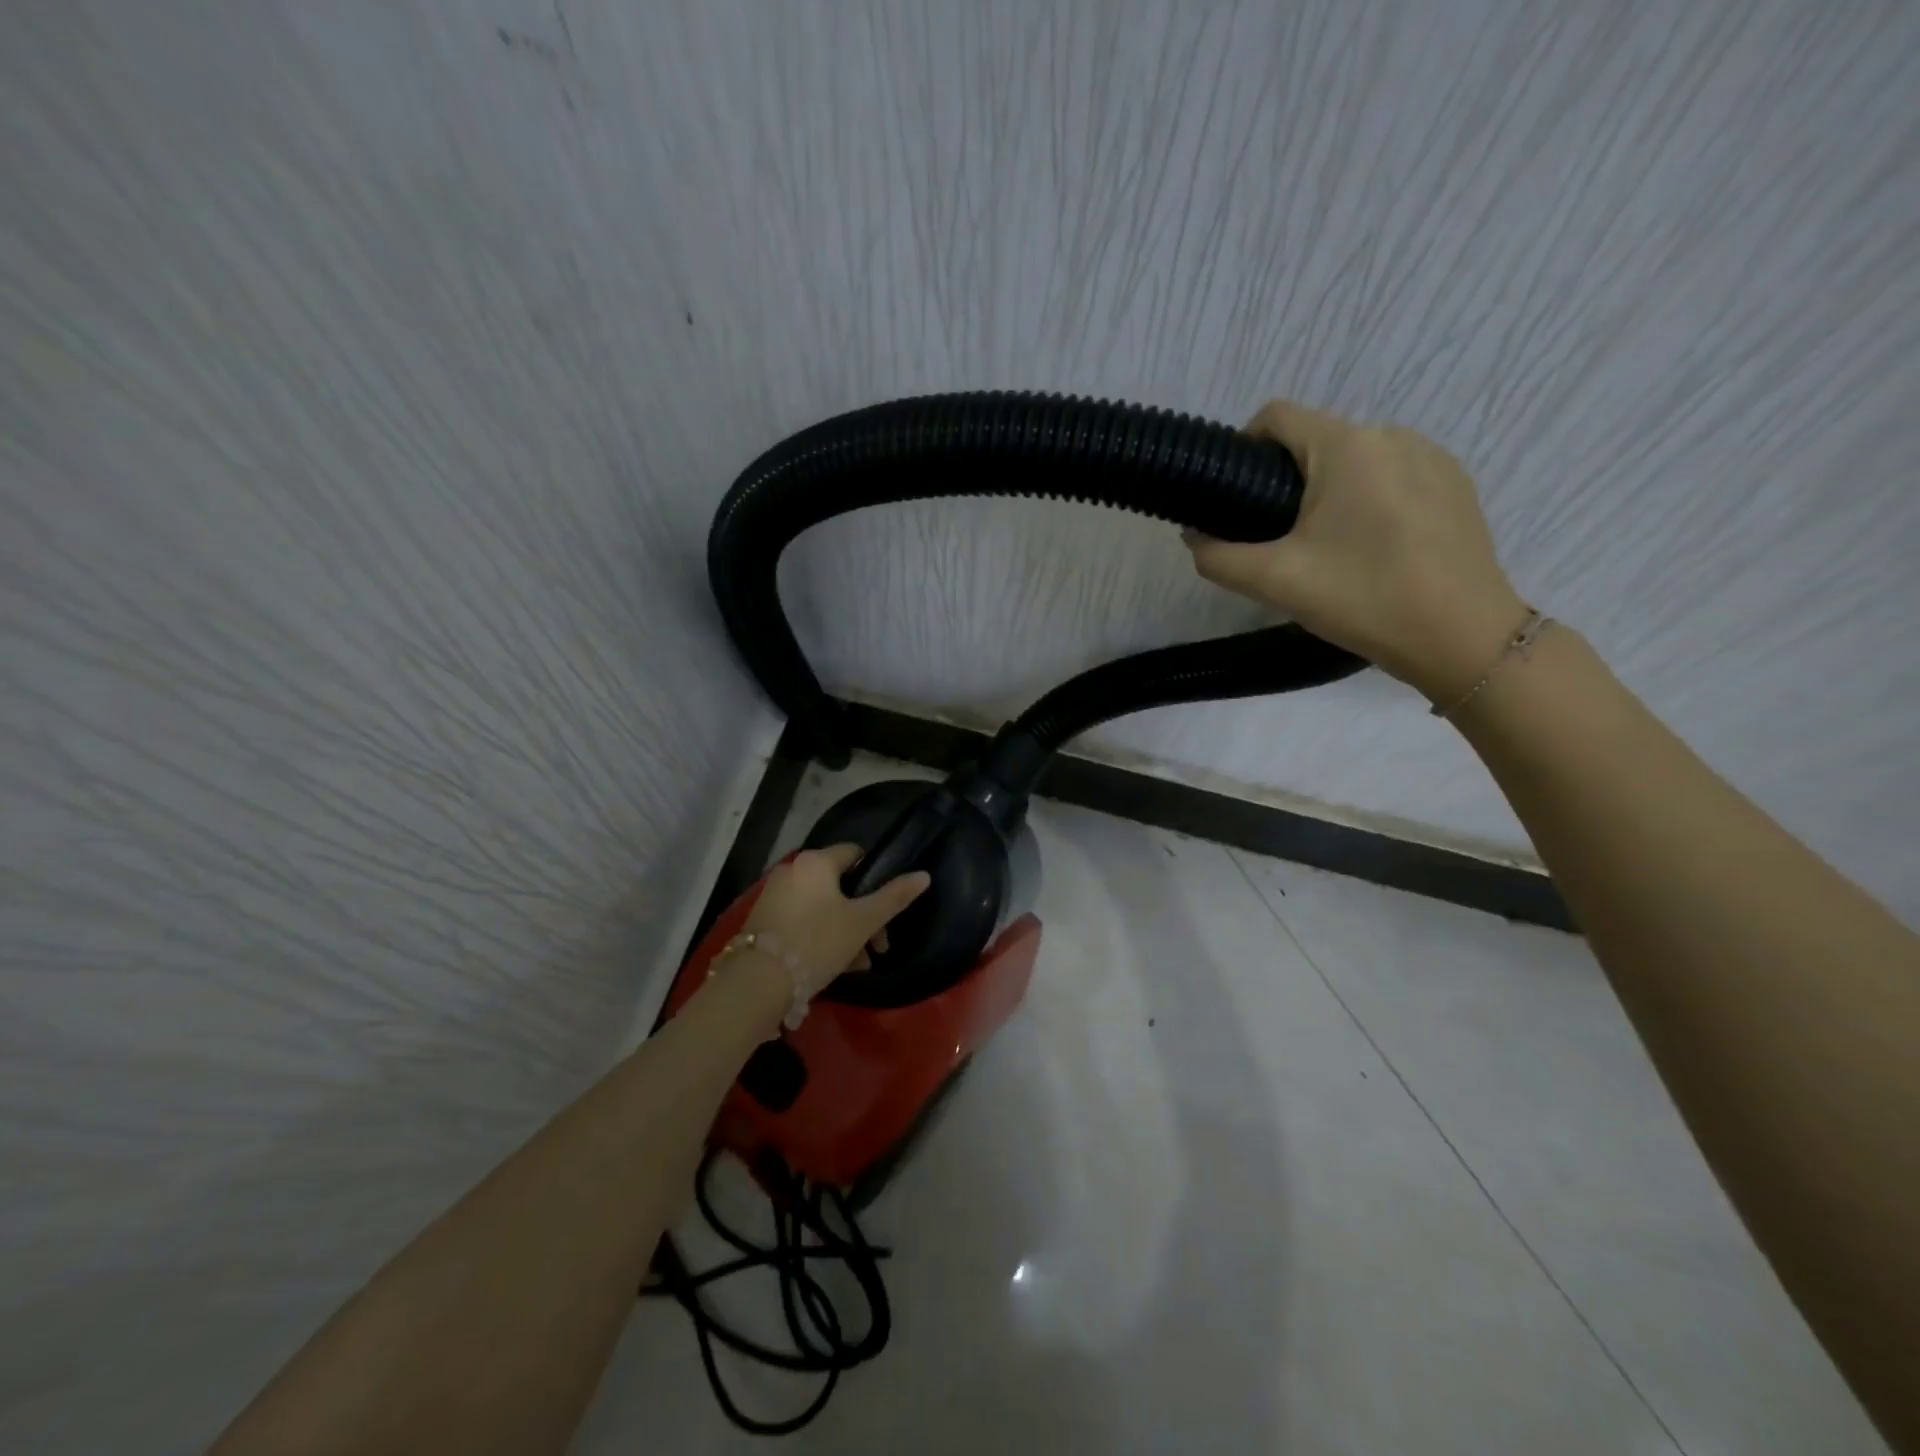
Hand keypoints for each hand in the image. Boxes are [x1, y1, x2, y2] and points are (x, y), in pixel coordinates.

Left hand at [742, 845, 931, 997]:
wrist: (758, 983)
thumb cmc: (817, 942)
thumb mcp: (863, 921)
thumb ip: (894, 897)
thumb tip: (924, 875)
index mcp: (816, 861)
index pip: (855, 854)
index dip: (875, 879)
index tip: (886, 910)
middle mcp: (792, 870)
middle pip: (840, 885)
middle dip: (863, 915)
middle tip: (878, 947)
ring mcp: (774, 895)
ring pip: (822, 907)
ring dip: (845, 931)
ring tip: (858, 965)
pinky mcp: (763, 921)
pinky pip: (802, 920)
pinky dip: (820, 936)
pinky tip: (834, 966)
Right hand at [1184, 400, 1529, 705]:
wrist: (1462, 637)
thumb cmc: (1363, 598)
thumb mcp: (1274, 582)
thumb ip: (1218, 556)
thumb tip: (1194, 536)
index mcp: (1346, 446)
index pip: (1276, 416)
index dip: (1243, 448)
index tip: (1234, 496)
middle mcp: (1391, 435)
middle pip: (1315, 441)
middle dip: (1286, 481)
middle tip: (1277, 541)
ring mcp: (1431, 457)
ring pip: (1355, 461)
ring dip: (1328, 492)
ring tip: (1327, 550)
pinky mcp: (1455, 484)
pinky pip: (1392, 477)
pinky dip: (1368, 502)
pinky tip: (1372, 551)